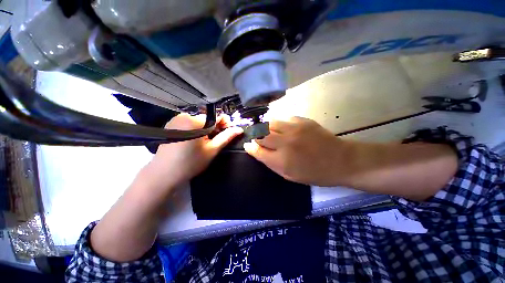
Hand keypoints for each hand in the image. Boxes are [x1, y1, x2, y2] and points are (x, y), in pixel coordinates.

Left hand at [143, 113, 242, 191]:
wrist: (164, 173)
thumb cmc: (191, 163)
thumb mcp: (212, 150)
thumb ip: (226, 137)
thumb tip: (239, 129)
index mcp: (195, 121)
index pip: (217, 116)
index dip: (225, 124)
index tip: (228, 133)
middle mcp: (184, 116)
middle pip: (207, 118)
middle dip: (215, 127)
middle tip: (217, 140)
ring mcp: (176, 119)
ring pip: (199, 121)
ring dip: (206, 129)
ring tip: (206, 141)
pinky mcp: (171, 124)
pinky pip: (190, 123)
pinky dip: (196, 129)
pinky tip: (195, 140)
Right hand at [244, 117, 351, 185]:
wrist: (341, 160)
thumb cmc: (314, 173)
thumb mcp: (289, 175)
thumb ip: (270, 162)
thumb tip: (255, 149)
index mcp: (282, 160)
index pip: (257, 150)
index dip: (250, 147)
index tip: (248, 145)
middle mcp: (285, 143)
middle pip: (260, 133)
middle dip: (254, 135)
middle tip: (256, 137)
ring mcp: (294, 129)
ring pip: (270, 122)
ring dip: (265, 127)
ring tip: (267, 130)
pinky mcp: (303, 120)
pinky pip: (283, 118)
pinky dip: (278, 123)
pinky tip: (281, 127)